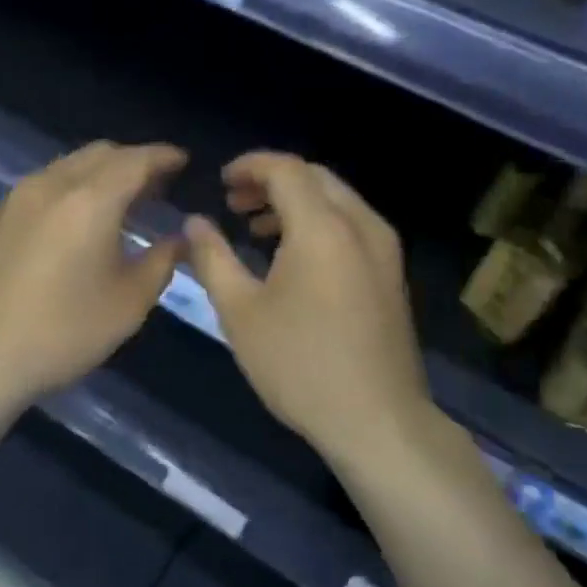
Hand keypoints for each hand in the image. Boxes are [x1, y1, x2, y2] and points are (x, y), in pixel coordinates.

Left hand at [0, 141, 186, 414]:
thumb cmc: (63, 332)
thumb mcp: (129, 303)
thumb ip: (162, 261)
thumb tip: (180, 239)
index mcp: (90, 200)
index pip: (136, 160)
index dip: (164, 157)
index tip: (183, 161)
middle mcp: (52, 184)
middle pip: (101, 154)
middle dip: (133, 161)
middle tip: (157, 185)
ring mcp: (18, 197)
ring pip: (69, 165)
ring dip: (101, 173)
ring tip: (121, 201)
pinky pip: (46, 183)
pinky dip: (73, 187)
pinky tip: (77, 220)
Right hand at [184, 152, 432, 464]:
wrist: (378, 421)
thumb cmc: (300, 365)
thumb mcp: (240, 312)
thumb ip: (213, 257)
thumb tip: (194, 222)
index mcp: (323, 227)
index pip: (286, 169)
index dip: (250, 166)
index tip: (220, 181)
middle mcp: (361, 225)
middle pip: (314, 177)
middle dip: (271, 181)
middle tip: (233, 203)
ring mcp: (383, 249)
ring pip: (336, 200)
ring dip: (295, 202)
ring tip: (255, 228)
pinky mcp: (391, 273)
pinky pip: (352, 225)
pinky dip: (318, 222)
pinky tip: (292, 257)